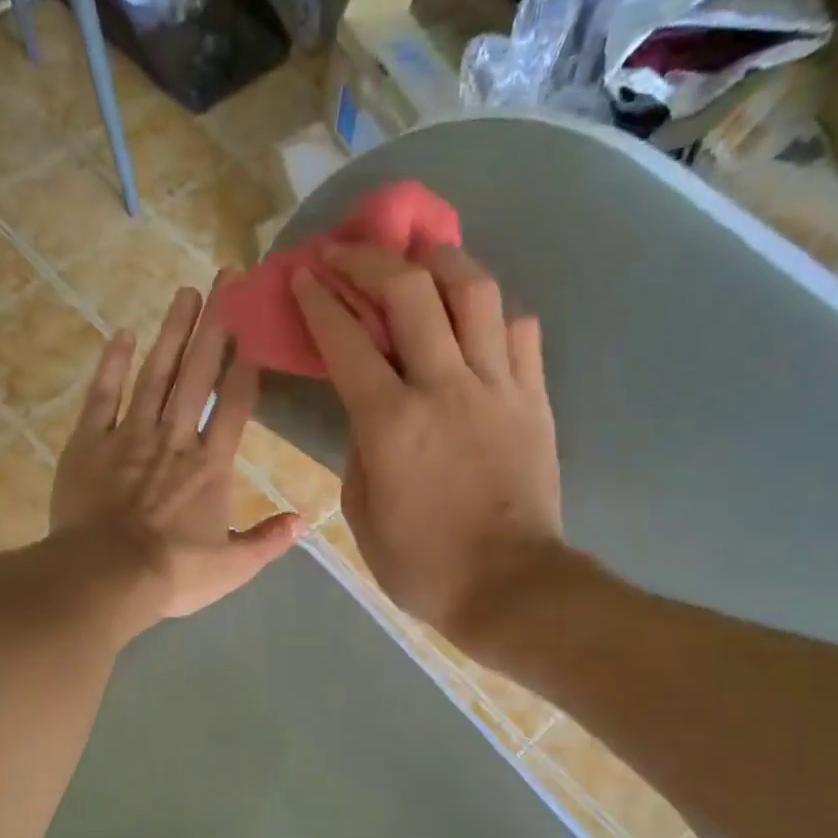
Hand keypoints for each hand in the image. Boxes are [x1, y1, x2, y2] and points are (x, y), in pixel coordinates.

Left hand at [52, 284, 304, 625]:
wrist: (105, 577)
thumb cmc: (173, 574)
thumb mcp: (233, 567)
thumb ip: (269, 541)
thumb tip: (304, 520)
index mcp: (211, 465)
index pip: (235, 403)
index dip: (246, 362)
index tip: (254, 323)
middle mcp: (175, 438)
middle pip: (198, 374)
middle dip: (215, 326)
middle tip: (225, 278)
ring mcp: (129, 436)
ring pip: (155, 374)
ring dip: (172, 332)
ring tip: (185, 293)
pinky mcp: (89, 444)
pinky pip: (102, 396)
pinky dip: (112, 365)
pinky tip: (121, 334)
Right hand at [290, 243, 564, 641]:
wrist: (509, 586)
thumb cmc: (423, 565)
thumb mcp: (363, 515)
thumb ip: (359, 451)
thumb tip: (367, 411)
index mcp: (391, 423)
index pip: (347, 339)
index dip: (319, 300)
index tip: (303, 275)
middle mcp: (444, 387)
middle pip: (410, 291)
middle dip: (370, 258)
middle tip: (349, 251)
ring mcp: (497, 387)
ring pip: (475, 292)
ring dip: (441, 260)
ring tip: (422, 253)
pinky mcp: (534, 399)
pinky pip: (520, 331)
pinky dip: (493, 313)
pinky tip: (476, 318)